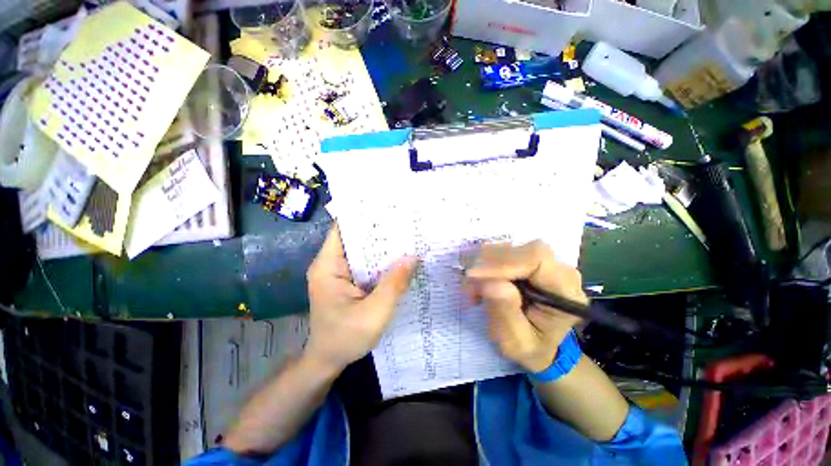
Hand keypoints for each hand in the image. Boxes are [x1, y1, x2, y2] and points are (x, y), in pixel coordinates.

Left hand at [305, 224, 416, 373]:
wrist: (328, 361)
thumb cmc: (345, 338)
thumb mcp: (374, 313)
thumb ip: (394, 285)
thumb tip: (413, 257)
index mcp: (328, 266)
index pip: (343, 228)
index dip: (363, 216)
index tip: (387, 208)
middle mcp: (331, 264)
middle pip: (356, 237)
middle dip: (379, 230)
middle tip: (405, 221)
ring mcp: (340, 272)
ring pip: (363, 251)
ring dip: (382, 246)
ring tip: (406, 235)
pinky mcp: (348, 281)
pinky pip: (367, 264)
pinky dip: (381, 261)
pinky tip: (399, 258)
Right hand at [464, 241, 586, 372]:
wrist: (539, 343)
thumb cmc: (531, 348)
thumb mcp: (516, 343)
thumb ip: (506, 314)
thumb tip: (491, 284)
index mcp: (565, 291)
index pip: (537, 258)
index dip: (502, 262)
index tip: (474, 276)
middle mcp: (558, 269)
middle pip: (519, 250)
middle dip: (488, 265)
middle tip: (470, 289)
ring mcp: (543, 262)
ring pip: (507, 249)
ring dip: (483, 266)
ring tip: (474, 291)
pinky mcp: (527, 259)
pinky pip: (501, 252)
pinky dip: (484, 265)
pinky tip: (480, 283)